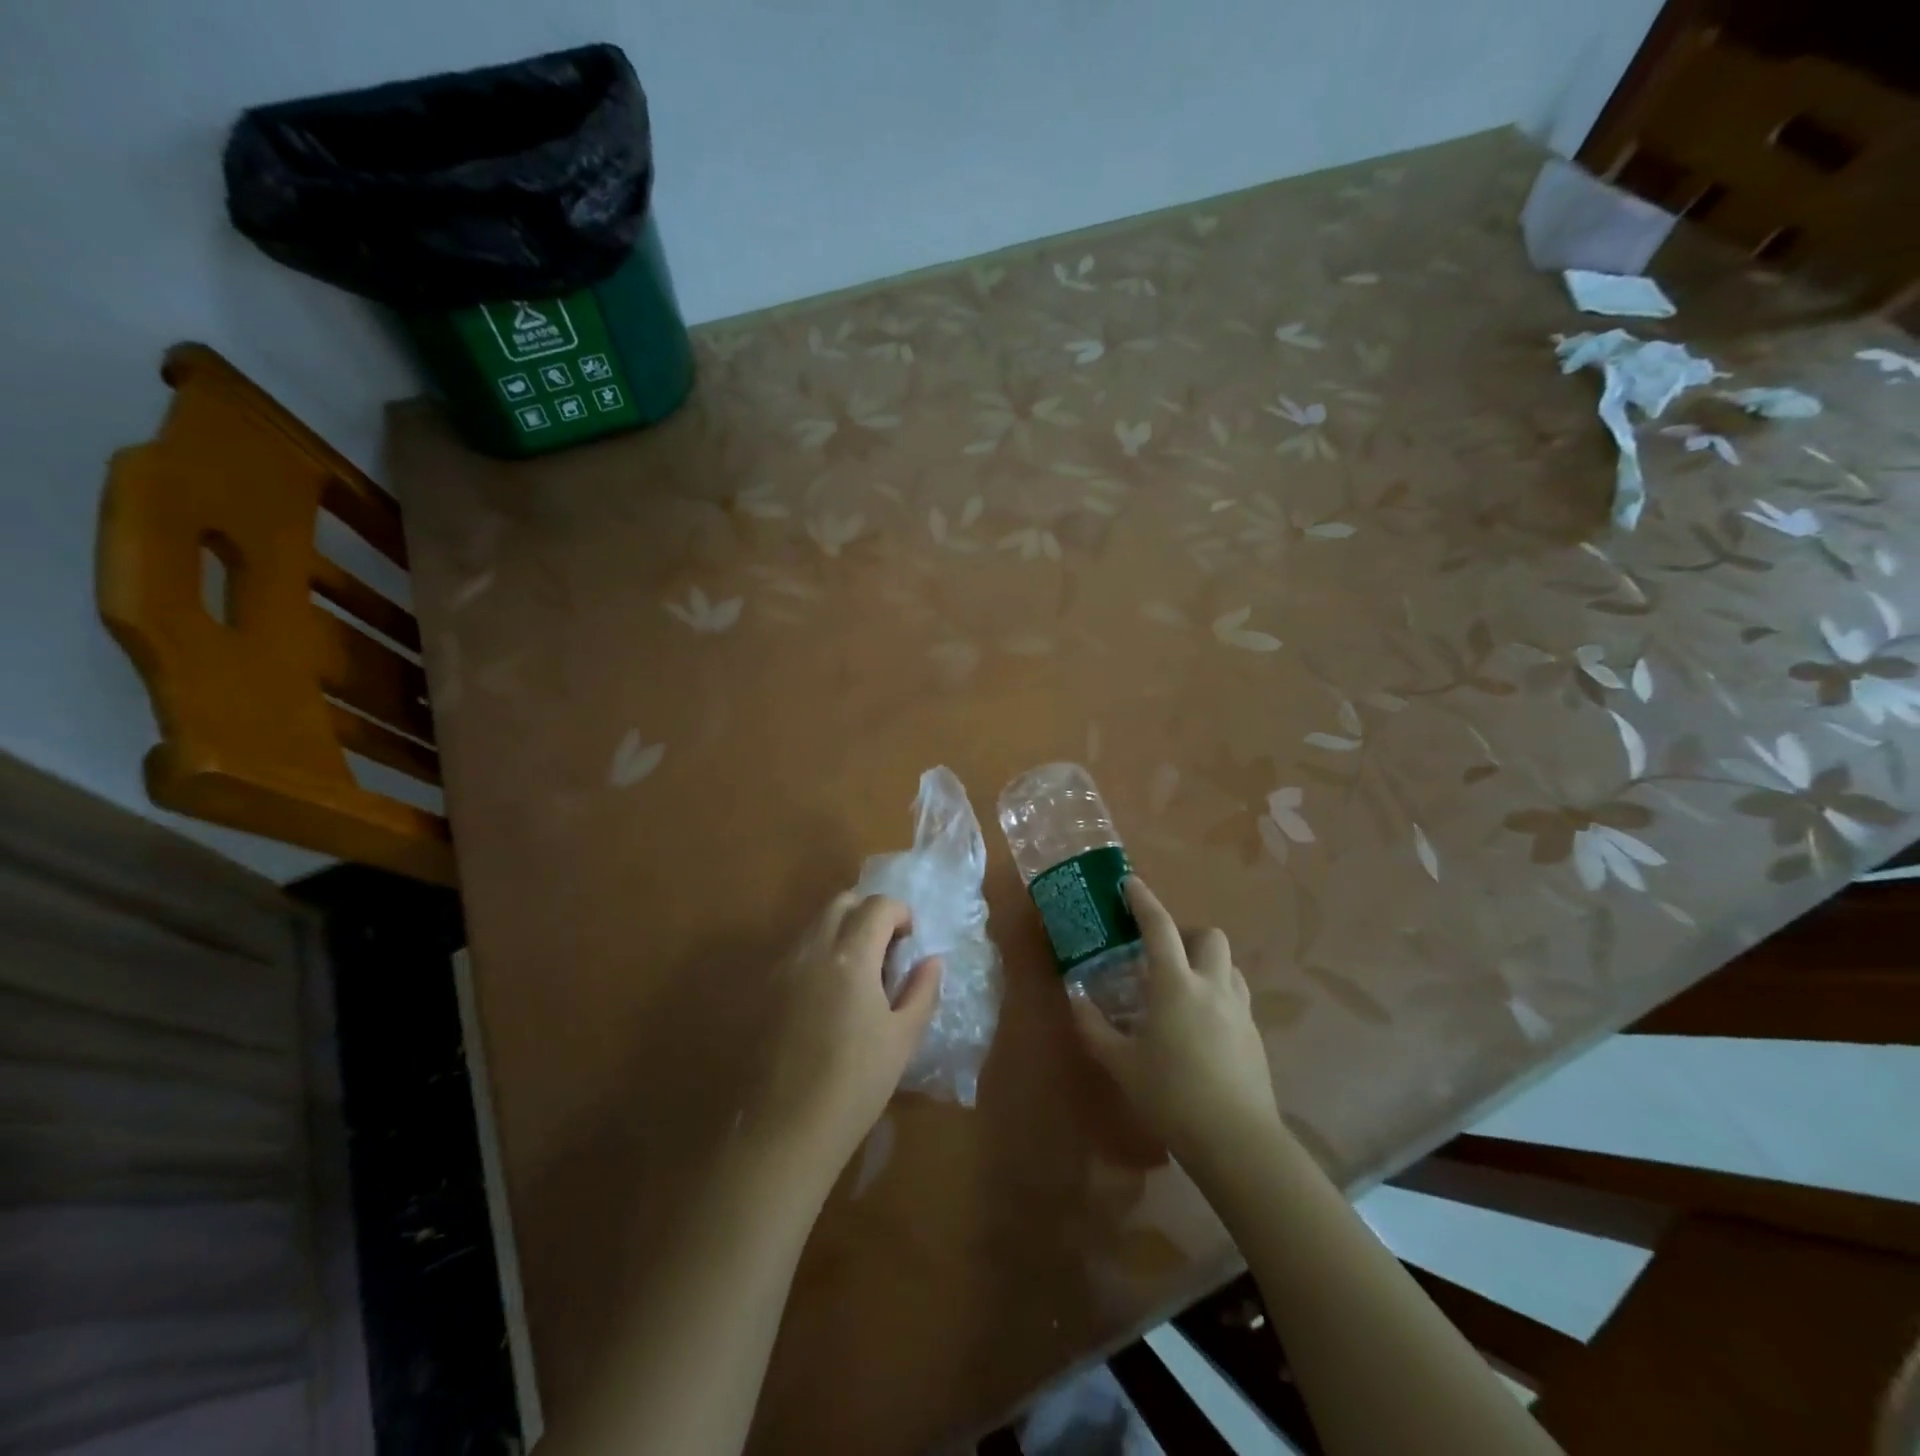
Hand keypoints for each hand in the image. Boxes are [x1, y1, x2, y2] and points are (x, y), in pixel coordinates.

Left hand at [750, 893, 941, 1183]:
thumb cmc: (857, 1083)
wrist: (787, 1129)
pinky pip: (799, 949)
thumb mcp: (904, 1038)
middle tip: (887, 944)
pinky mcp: (767, 990)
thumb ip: (922, 991)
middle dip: (869, 911)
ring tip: (862, 968)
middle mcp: (814, 950)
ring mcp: (785, 968)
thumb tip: (931, 960)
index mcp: (851, 957)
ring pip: (816, 924)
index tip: (911, 938)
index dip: (900, 913)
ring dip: (843, 928)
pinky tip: (832, 991)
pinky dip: (821, 950)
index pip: (878, 906)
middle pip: (841, 903)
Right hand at [1068, 879, 1281, 1170]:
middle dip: (1186, 933)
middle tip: (1162, 954)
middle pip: (1209, 937)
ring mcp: (1239, 1010)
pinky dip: (1218, 995)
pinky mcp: (1254, 1035)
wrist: (1237, 1140)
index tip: (1130, 883)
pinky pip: (1237, 997)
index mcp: (1175, 984)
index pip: (1159, 928)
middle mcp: (1212, 986)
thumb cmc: (1171, 1095)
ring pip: (1228, 966)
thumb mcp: (1122, 1064)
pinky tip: (1202, 1026)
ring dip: (1207, 963)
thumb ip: (1094, 1028)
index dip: (1144, 901)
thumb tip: (1075, 1000)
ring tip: (1184, 987)